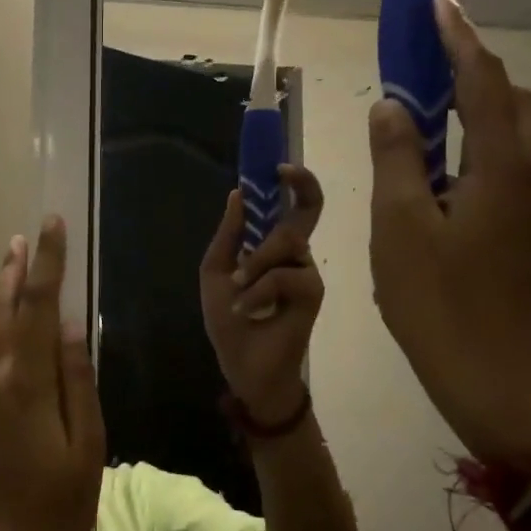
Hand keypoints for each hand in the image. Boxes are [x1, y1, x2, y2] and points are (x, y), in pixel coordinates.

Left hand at [199, 165, 324, 424]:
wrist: (242, 364)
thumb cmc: (228, 319)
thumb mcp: (217, 271)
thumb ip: (229, 234)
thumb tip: (237, 193)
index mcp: (272, 245)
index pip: (294, 205)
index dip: (295, 181)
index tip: (278, 166)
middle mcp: (296, 253)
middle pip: (305, 211)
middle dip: (293, 196)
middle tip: (279, 183)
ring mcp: (307, 271)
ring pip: (287, 242)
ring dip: (254, 265)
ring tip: (237, 289)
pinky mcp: (313, 292)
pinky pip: (285, 275)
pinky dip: (259, 289)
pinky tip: (247, 308)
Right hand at [368, 0, 530, 466]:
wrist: (486, 370)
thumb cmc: (436, 299)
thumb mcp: (398, 223)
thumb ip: (396, 156)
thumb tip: (393, 106)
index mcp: (502, 168)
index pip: (482, 82)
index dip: (458, 39)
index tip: (436, 4)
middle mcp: (528, 173)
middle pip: (510, 97)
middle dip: (470, 65)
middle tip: (421, 56)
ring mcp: (529, 200)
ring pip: (511, 128)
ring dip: (473, 100)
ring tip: (422, 101)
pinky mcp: (519, 222)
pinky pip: (502, 157)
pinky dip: (472, 134)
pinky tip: (432, 153)